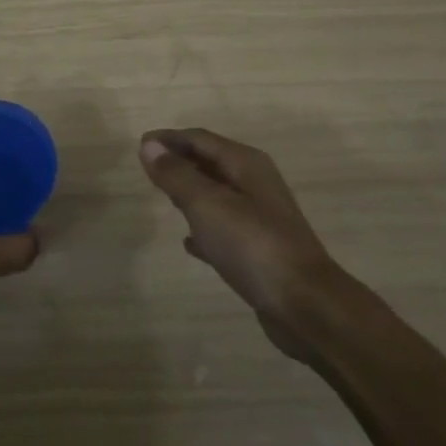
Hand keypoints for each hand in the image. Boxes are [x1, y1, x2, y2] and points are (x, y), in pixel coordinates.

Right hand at [140, 128, 340, 361]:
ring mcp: (261, 218)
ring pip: (217, 194)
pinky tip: (188, 242)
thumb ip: (176, 175)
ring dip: (191, 191)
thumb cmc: (252, 245)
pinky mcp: (260, 251)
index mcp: (246, 164)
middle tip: (148, 167)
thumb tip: (149, 146)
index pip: (200, 139)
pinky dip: (204, 227)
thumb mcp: (206, 205)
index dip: (169, 139)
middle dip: (180, 161)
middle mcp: (255, 184)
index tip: (140, 144)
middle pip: (210, 162)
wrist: (305, 306)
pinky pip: (224, 228)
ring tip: (164, 196)